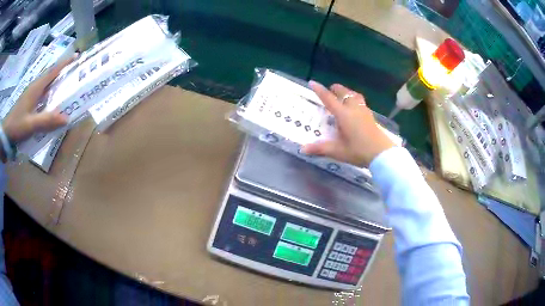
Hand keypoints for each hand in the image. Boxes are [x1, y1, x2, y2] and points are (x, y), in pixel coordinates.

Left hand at [2, 56, 73, 145]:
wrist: (6, 132)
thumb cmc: (17, 125)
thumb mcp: (31, 125)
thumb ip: (47, 121)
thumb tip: (66, 118)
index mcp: (36, 88)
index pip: (52, 71)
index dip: (64, 63)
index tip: (76, 56)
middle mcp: (34, 86)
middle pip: (50, 74)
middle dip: (62, 70)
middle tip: (73, 71)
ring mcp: (30, 93)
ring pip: (45, 83)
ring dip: (55, 80)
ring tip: (64, 83)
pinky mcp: (28, 100)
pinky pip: (41, 91)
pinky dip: (48, 90)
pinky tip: (50, 98)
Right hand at [302, 81, 394, 166]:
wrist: (382, 154)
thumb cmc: (358, 151)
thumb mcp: (337, 151)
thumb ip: (320, 148)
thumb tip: (302, 149)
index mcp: (343, 114)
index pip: (329, 98)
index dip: (319, 90)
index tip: (312, 82)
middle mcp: (353, 108)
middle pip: (343, 92)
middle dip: (335, 89)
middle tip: (329, 91)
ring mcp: (364, 111)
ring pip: (354, 95)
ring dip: (346, 93)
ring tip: (342, 96)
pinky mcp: (370, 116)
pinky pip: (360, 101)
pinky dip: (354, 99)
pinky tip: (354, 108)